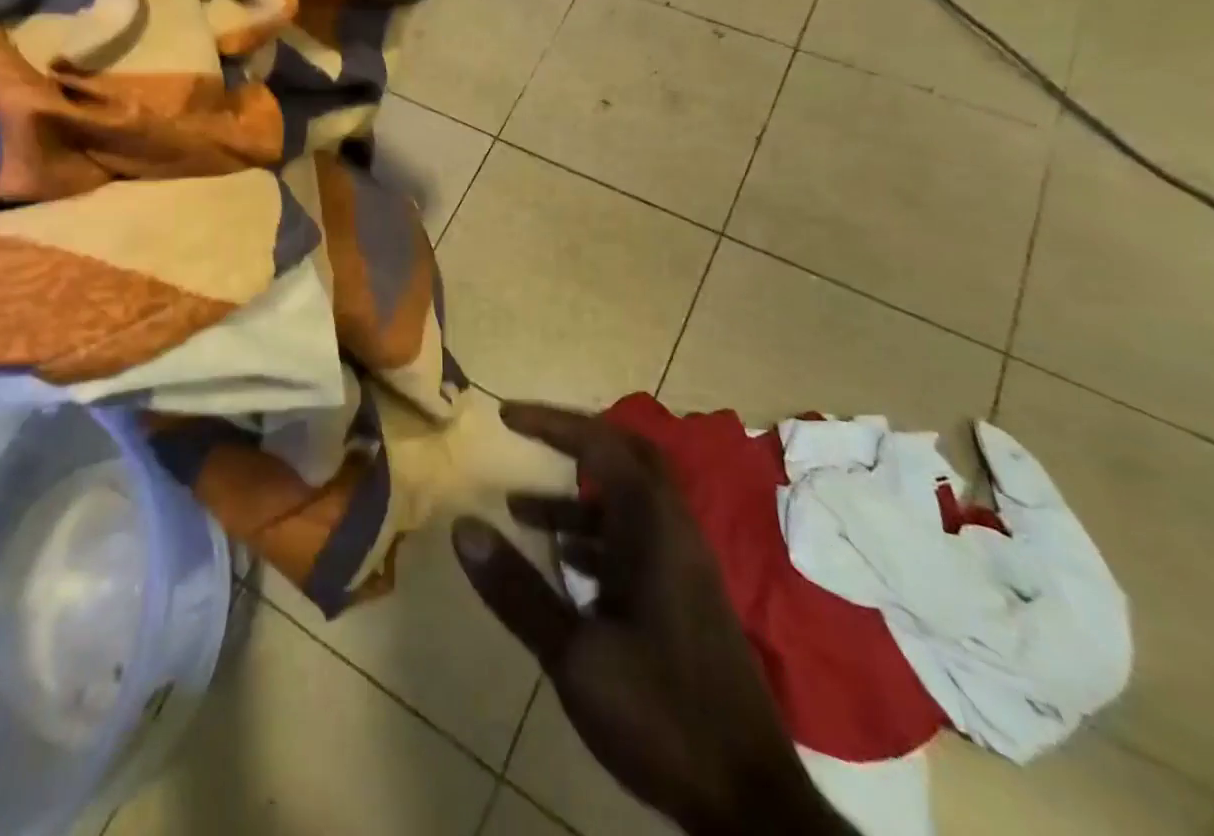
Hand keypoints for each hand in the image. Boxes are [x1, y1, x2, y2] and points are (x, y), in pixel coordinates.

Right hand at [451, 403, 852, 835]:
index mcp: (654, 529)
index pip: (602, 444)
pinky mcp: (685, 598)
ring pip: (629, 502)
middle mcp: (674, 532)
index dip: (552, 423)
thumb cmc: (662, 716)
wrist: (750, 803)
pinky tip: (564, 567)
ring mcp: (684, 565)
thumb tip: (462, 527)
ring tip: (520, 511)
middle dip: (574, 441)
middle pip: (628, 457)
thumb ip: (517, 590)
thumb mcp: (575, 656)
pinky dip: (594, 536)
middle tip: (527, 438)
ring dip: (576, 497)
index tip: (506, 417)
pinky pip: (636, 539)